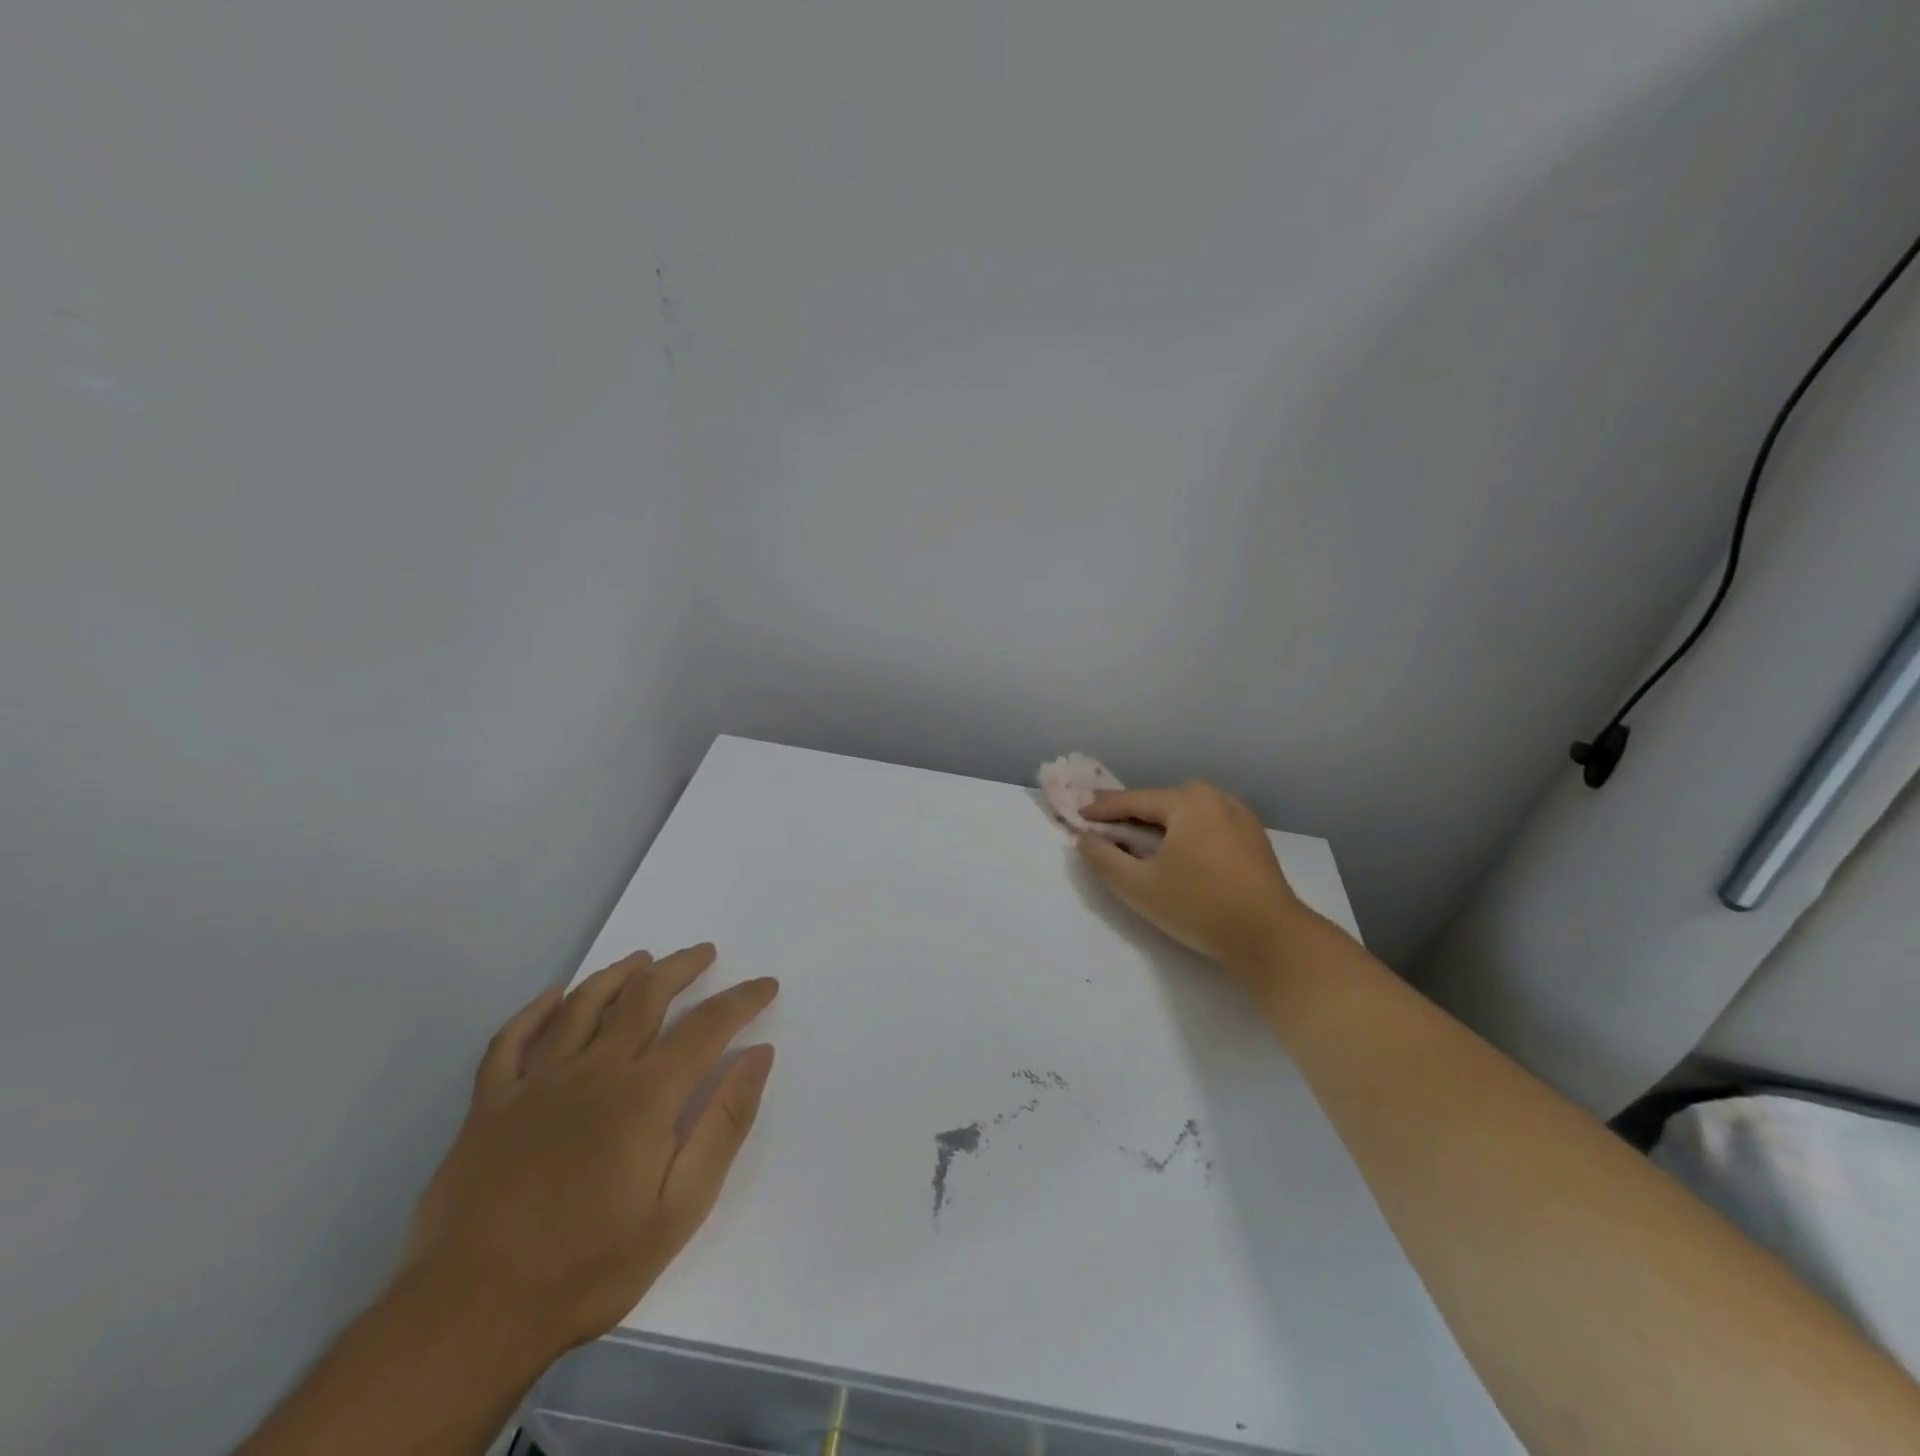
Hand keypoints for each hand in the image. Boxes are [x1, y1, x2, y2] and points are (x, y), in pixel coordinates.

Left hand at [403, 944, 776, 1361]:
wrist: (470, 1316)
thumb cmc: (589, 1265)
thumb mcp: (680, 1208)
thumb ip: (724, 1124)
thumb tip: (758, 1055)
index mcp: (645, 1094)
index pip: (707, 1026)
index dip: (742, 1000)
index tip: (766, 985)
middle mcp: (594, 1070)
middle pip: (646, 996)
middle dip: (682, 967)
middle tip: (705, 953)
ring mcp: (536, 1083)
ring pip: (584, 1004)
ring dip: (619, 974)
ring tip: (643, 960)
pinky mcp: (490, 1105)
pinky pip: (512, 1040)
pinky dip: (536, 1010)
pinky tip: (555, 997)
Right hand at [1077, 781, 1314, 981]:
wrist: (1272, 939)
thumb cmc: (1200, 907)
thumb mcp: (1139, 887)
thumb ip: (1103, 859)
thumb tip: (1083, 839)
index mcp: (1187, 801)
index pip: (1133, 800)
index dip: (1101, 809)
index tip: (1076, 815)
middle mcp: (1215, 797)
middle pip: (1160, 803)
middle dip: (1129, 814)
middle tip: (1101, 822)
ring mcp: (1239, 815)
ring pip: (1184, 814)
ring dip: (1157, 824)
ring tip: (1132, 837)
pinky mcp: (1253, 837)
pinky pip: (1205, 825)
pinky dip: (1182, 833)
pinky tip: (1172, 850)